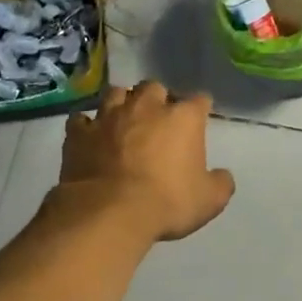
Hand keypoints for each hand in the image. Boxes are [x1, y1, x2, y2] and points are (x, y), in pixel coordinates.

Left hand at [61, 81, 235, 241]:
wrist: (109, 212)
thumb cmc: (167, 203)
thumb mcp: (209, 201)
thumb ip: (220, 183)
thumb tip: (222, 176)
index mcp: (183, 118)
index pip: (199, 100)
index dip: (200, 109)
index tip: (199, 120)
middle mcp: (146, 107)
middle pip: (154, 87)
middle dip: (158, 99)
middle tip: (158, 119)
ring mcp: (109, 116)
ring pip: (116, 93)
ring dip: (122, 103)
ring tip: (123, 119)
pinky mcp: (79, 133)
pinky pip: (81, 119)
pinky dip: (86, 125)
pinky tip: (89, 135)